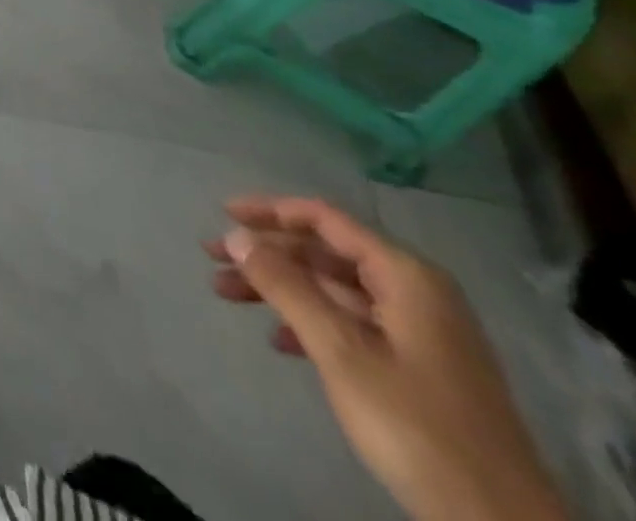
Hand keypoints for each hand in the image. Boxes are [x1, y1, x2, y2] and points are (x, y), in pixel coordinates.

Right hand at [208, 196, 564, 520]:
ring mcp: (422, 333)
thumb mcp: (340, 351)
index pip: (325, 220)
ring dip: (281, 288)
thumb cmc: (417, 425)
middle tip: (214, 258)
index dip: (271, 211)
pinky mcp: (421, 369)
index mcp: (406, 276)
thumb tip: (237, 236)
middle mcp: (416, 292)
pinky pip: (352, 323)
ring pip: (334, 290)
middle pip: (326, 253)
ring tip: (228, 294)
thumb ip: (286, 287)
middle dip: (268, 254)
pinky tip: (278, 340)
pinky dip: (310, 322)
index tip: (224, 213)